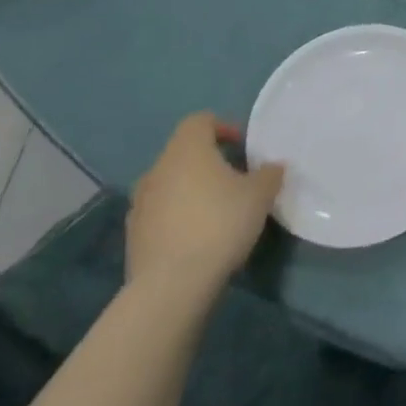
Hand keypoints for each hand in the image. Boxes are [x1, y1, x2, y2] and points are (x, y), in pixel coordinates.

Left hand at [126, 113, 283, 302]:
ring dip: (190, 190)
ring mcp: (140, 203)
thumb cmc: (220, 224)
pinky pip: (159, 213)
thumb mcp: (260, 195)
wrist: (171, 285)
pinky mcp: (133, 235)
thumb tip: (273, 166)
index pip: (200, 121)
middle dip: (208, 161)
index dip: (223, 127)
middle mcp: (158, 169)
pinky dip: (176, 216)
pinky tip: (196, 238)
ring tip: (215, 211)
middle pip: (183, 152)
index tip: (242, 147)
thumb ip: (269, 174)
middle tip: (234, 180)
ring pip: (170, 183)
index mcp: (187, 150)